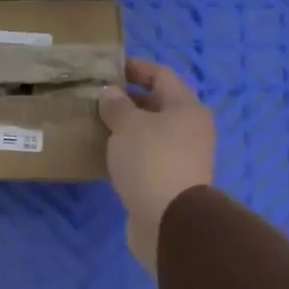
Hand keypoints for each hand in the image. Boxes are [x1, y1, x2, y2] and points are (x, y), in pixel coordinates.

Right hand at [96, 57, 215, 273]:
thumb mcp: (128, 125)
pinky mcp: (170, 182)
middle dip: (128, 99)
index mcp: (187, 108)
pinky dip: (128, 151)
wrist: (169, 221)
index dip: (136, 67)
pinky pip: (146, 157)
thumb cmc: (151, 161)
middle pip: (158, 105)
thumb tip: (111, 93)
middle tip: (97, 98)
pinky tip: (106, 154)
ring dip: (127, 128)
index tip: (109, 67)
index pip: (161, 75)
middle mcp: (191, 130)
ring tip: (97, 124)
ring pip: (151, 133)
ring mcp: (182, 158)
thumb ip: (117, 105)